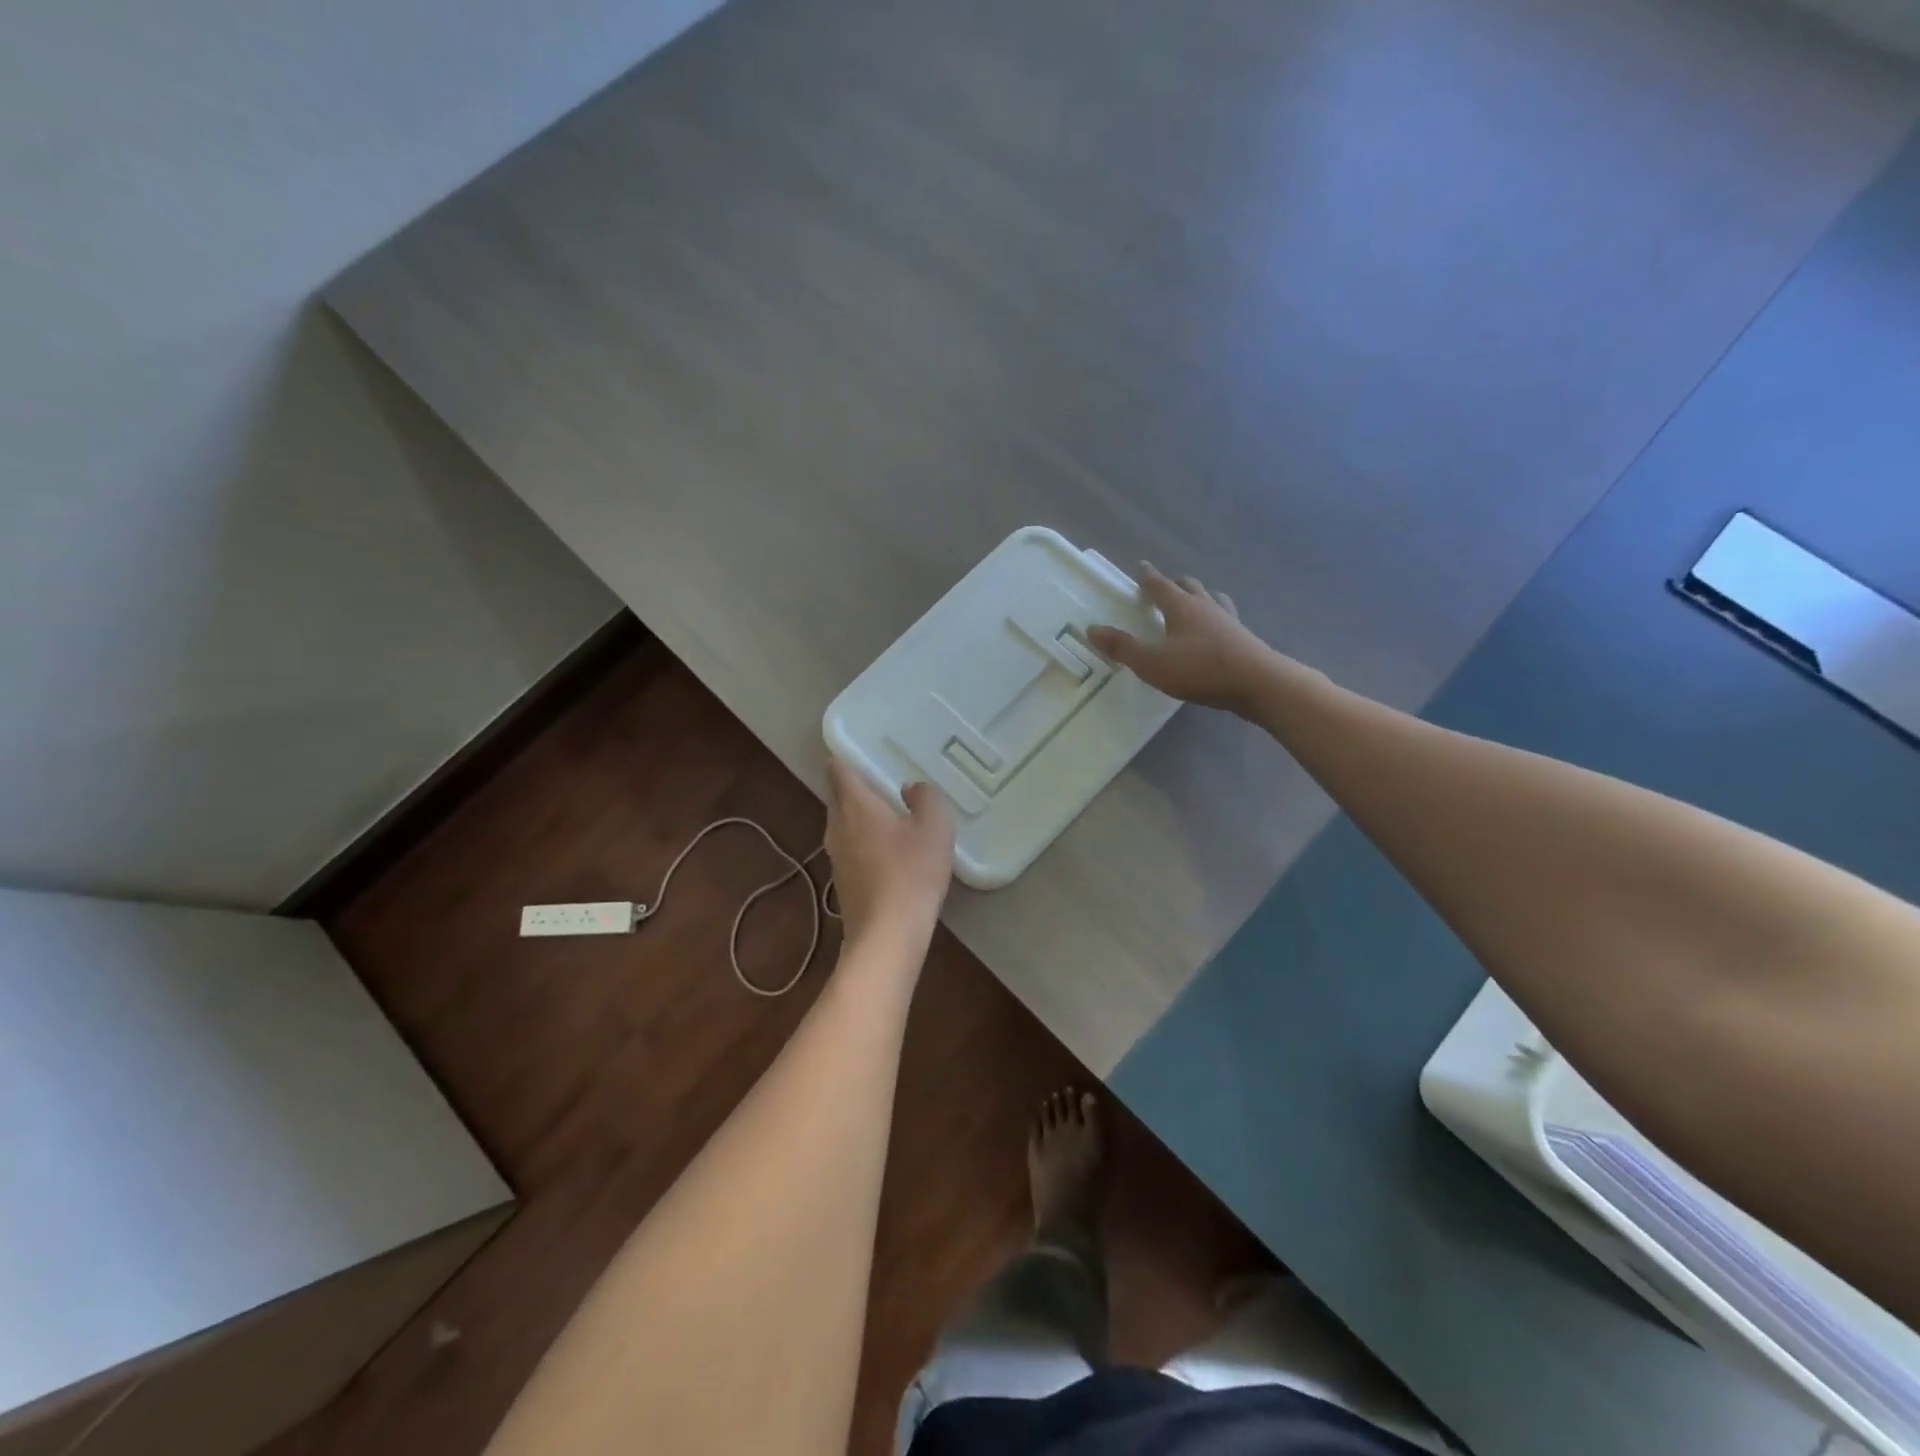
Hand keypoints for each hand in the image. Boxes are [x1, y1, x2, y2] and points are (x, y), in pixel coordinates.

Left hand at [825, 757, 953, 944]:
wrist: (887, 935)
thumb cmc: (911, 873)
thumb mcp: (935, 827)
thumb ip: (926, 798)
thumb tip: (909, 788)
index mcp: (855, 805)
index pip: (839, 769)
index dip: (847, 757)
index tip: (864, 750)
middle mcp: (837, 826)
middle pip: (838, 796)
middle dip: (855, 786)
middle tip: (884, 781)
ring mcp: (836, 856)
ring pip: (843, 824)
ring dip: (860, 816)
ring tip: (889, 814)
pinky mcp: (843, 882)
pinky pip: (850, 848)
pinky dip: (864, 841)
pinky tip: (888, 851)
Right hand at [1088, 563, 1279, 713]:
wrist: (1258, 683)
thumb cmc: (1201, 669)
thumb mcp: (1153, 663)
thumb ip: (1122, 647)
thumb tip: (1092, 629)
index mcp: (1182, 607)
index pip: (1160, 585)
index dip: (1148, 576)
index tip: (1141, 566)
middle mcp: (1206, 606)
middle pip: (1189, 586)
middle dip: (1174, 583)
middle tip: (1164, 585)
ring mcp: (1228, 621)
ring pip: (1212, 599)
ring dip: (1199, 596)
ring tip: (1193, 601)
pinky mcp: (1243, 638)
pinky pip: (1226, 618)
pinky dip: (1215, 617)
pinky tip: (1216, 629)